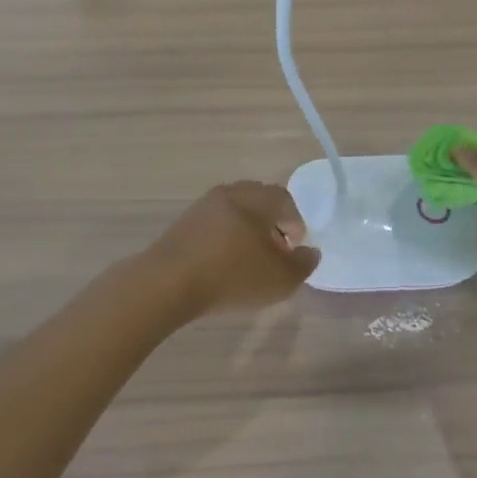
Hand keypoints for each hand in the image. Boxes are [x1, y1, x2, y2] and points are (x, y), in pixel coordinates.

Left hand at [142, 182, 320, 315]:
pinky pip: (214, 223)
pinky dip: (226, 237)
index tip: (294, 249)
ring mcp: (203, 206)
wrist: (166, 283)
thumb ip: (303, 264)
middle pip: (259, 200)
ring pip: (235, 211)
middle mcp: (230, 193)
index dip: (296, 224)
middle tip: (275, 251)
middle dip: (272, 223)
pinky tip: (223, 263)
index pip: (285, 200)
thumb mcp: (280, 280)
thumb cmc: (232, 276)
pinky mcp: (183, 223)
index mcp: (256, 199)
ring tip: (249, 260)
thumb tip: (310, 252)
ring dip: (247, 230)